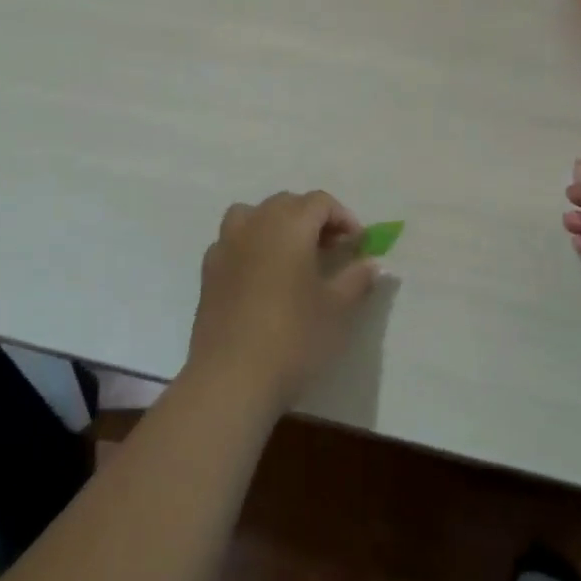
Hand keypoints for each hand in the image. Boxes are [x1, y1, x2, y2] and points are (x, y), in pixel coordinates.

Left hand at [186, 191, 380, 414]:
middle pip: (286, 203)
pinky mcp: (208, 271)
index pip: (319, 202)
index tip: (357, 244)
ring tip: (292, 255)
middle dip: (312, 219)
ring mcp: (226, 245)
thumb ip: (356, 278)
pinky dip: (250, 245)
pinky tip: (261, 276)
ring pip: (253, 215)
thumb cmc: (293, 337)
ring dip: (276, 225)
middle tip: (331, 250)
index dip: (343, 217)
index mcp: (289, 225)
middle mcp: (255, 224)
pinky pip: (232, 240)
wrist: (231, 378)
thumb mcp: (337, 309)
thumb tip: (372, 263)